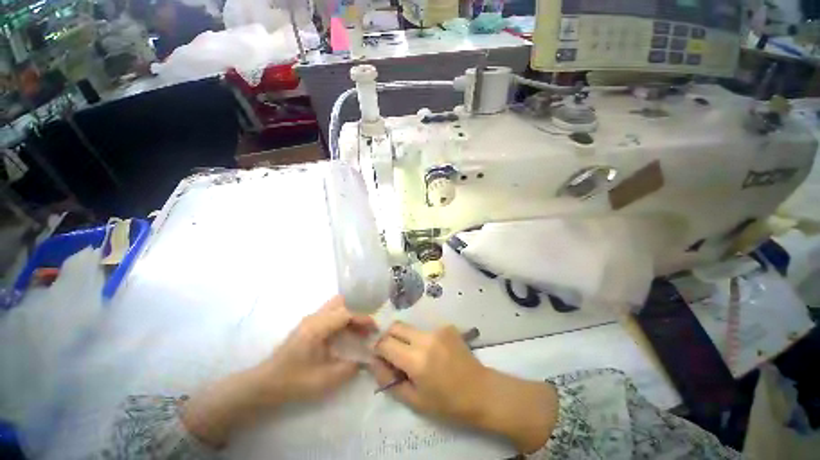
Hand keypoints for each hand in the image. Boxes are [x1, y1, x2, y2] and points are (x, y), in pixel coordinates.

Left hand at [182, 296, 374, 447]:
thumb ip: (349, 368)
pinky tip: (343, 336)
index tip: (375, 329)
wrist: (264, 385)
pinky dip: (340, 320)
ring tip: (356, 333)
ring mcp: (309, 320)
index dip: (363, 319)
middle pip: (340, 303)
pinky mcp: (307, 326)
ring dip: (348, 316)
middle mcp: (313, 318)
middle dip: (355, 314)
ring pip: (334, 307)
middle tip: (364, 330)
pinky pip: (329, 315)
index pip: (346, 313)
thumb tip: (366, 359)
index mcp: (317, 327)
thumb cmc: (294, 381)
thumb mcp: (325, 380)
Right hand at [371, 323, 558, 453]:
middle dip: (389, 337)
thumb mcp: (414, 401)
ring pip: (410, 327)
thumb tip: (374, 362)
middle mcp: (425, 338)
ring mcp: (438, 329)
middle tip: (394, 353)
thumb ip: (389, 380)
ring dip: (406, 338)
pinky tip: (434, 352)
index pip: (385, 343)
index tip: (380, 357)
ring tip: (415, 355)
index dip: (378, 349)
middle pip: (396, 326)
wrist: (481, 391)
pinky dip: (422, 339)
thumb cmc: (447, 403)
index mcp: (416, 360)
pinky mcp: (447, 327)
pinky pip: (426, 329)